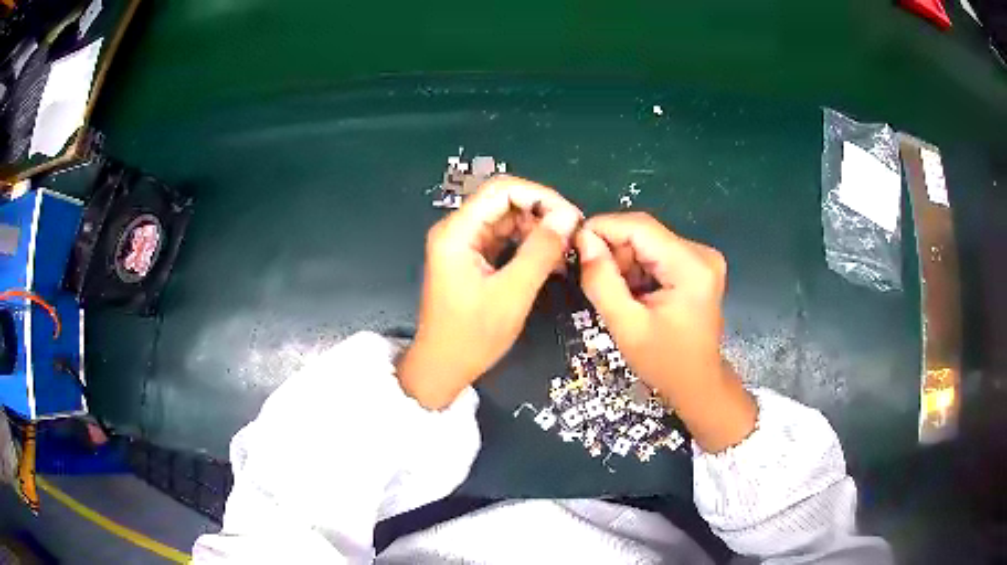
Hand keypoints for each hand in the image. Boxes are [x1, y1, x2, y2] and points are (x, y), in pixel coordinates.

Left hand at [398, 176, 582, 409]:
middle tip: (573, 235)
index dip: (540, 196)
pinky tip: (550, 260)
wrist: (443, 367)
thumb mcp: (512, 294)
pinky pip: (503, 239)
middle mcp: (457, 230)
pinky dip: (527, 245)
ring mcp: (463, 244)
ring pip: (507, 220)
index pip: (501, 190)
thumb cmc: (472, 336)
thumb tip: (567, 216)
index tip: (570, 216)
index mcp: (457, 232)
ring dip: (537, 230)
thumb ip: (541, 251)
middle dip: (541, 213)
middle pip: (504, 202)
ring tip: (565, 250)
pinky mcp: (471, 258)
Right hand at [575, 212, 755, 451]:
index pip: (639, 226)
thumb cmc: (665, 363)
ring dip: (624, 263)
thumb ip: (602, 281)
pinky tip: (635, 295)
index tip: (573, 246)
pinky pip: (656, 253)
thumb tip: (583, 240)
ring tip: (620, 296)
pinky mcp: (697, 264)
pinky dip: (638, 269)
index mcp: (691, 266)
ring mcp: (701, 257)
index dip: (601, 229)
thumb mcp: (626, 326)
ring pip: (647, 242)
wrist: (698, 383)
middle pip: (643, 233)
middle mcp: (701, 253)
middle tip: (598, 284)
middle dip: (614, 252)